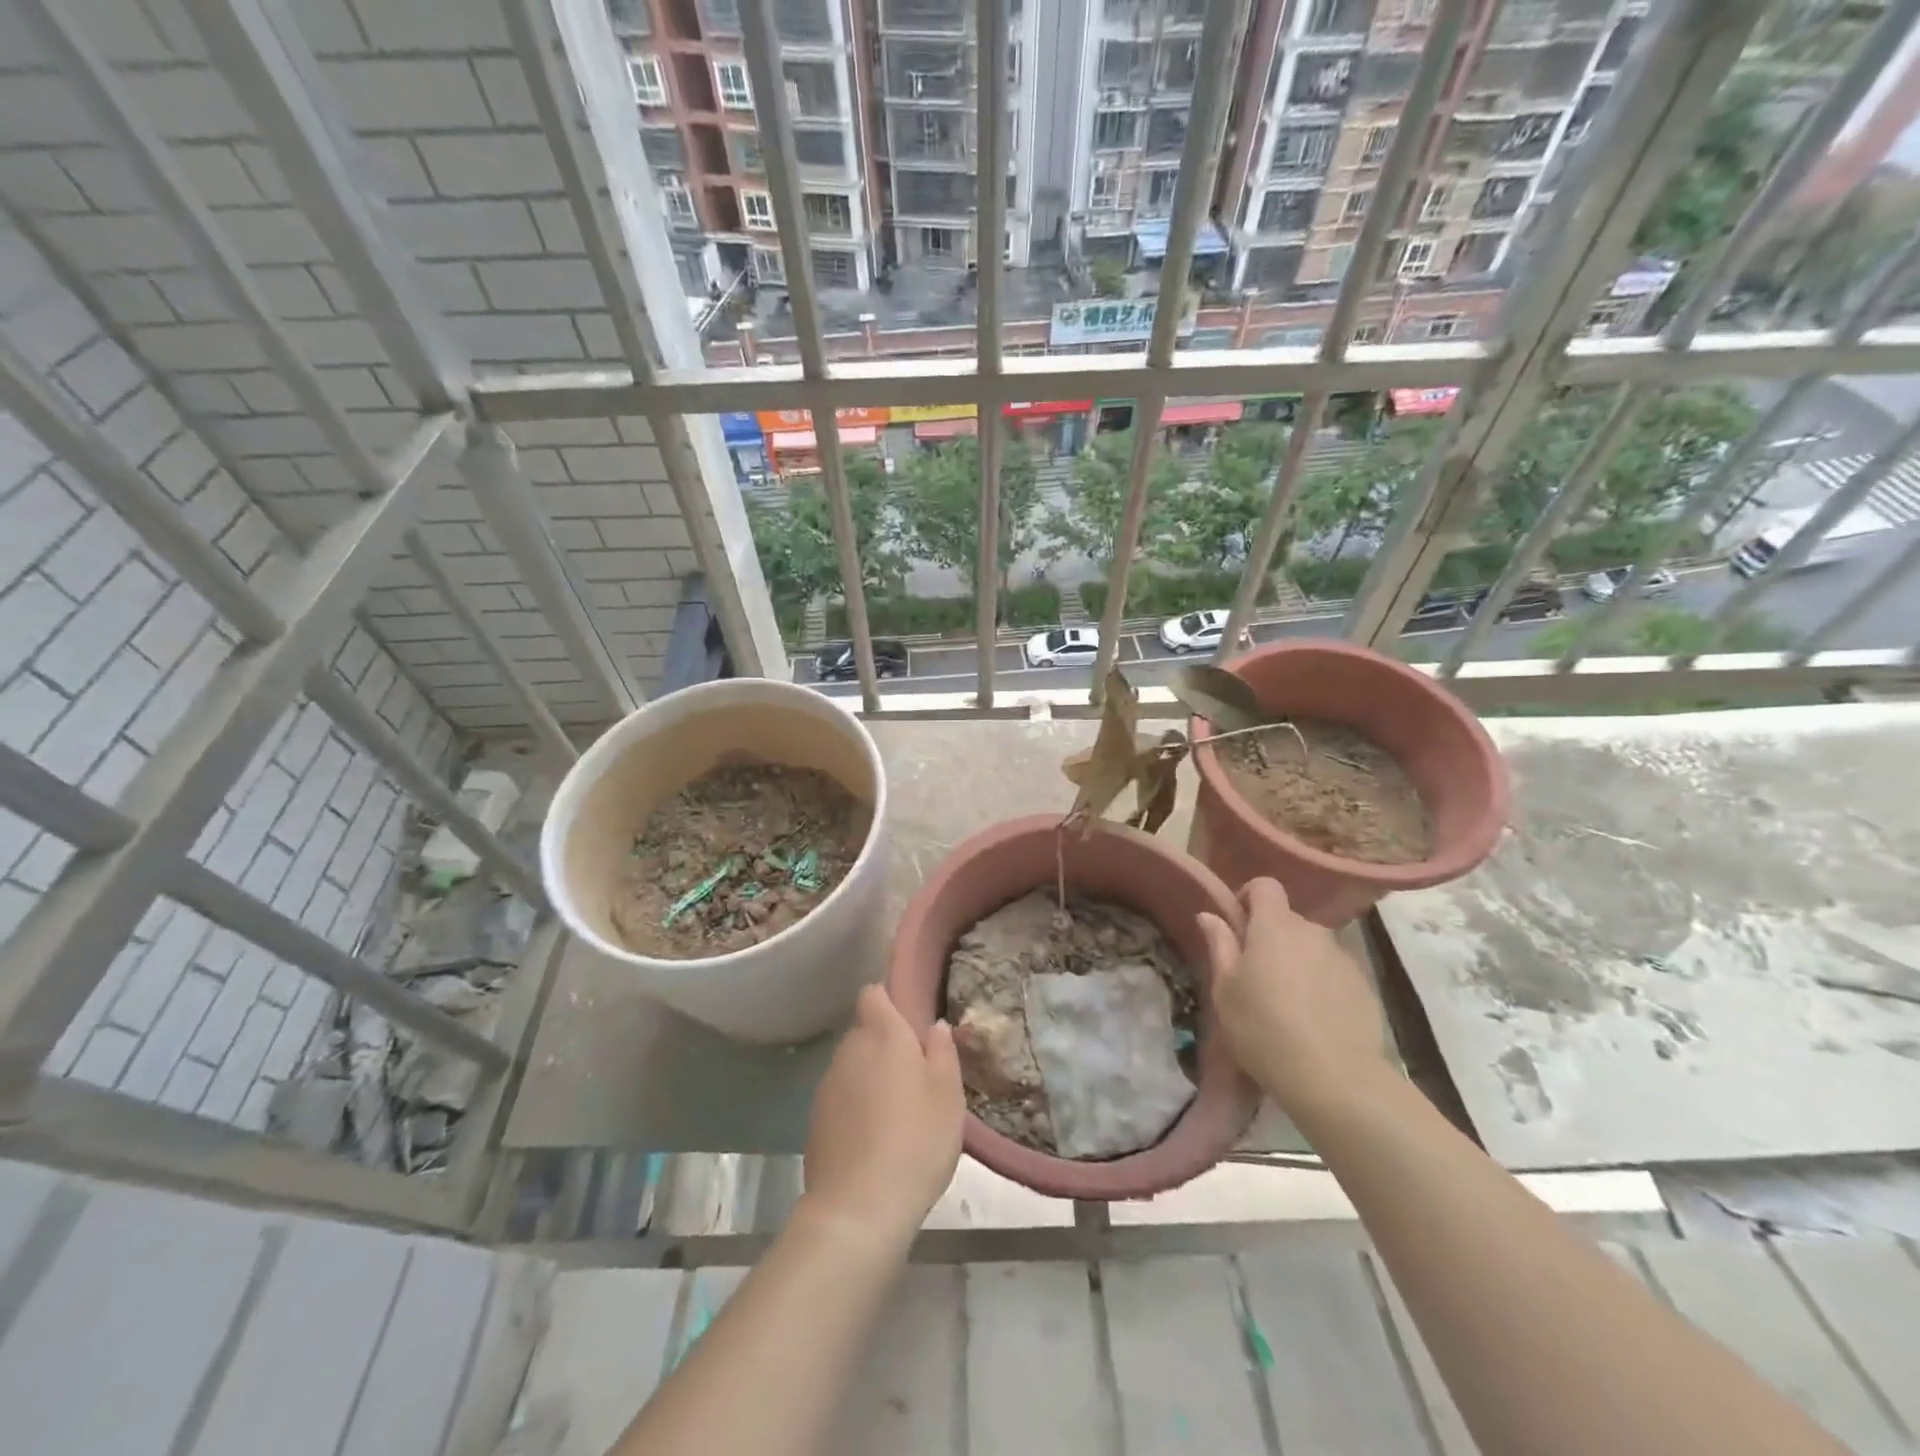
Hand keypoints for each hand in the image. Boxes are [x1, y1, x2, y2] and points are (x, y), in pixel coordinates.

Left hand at [801, 984, 963, 1245]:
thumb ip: (943, 1052)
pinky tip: (874, 1139)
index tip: (909, 1021)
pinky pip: (841, 1097)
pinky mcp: (815, 1120)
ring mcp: (827, 1085)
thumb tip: (935, 1026)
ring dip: (870, 1076)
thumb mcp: (948, 1095)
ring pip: (852, 1065)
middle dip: (885, 1044)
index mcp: (883, 1034)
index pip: (873, 994)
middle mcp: (849, 1050)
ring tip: (897, 1113)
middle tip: (915, 1076)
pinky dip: (855, 1106)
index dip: (888, 1000)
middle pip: (864, 1031)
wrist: (858, 1208)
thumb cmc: (916, 1141)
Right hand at [1197, 878, 1394, 1121]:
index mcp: (1275, 926)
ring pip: (1311, 948)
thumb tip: (1210, 915)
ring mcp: (1343, 958)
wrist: (1336, 1079)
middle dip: (1270, 939)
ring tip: (1286, 1005)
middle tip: (1255, 977)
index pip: (1265, 885)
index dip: (1248, 897)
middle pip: (1287, 921)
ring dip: (1296, 963)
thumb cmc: (1264, 1028)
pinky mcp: (1364, 986)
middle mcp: (1313, 931)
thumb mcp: (1226, 989)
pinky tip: (1314, 1022)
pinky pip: (1333, 973)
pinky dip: (1321, 986)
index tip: (1236, 926)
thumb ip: (1220, 945)